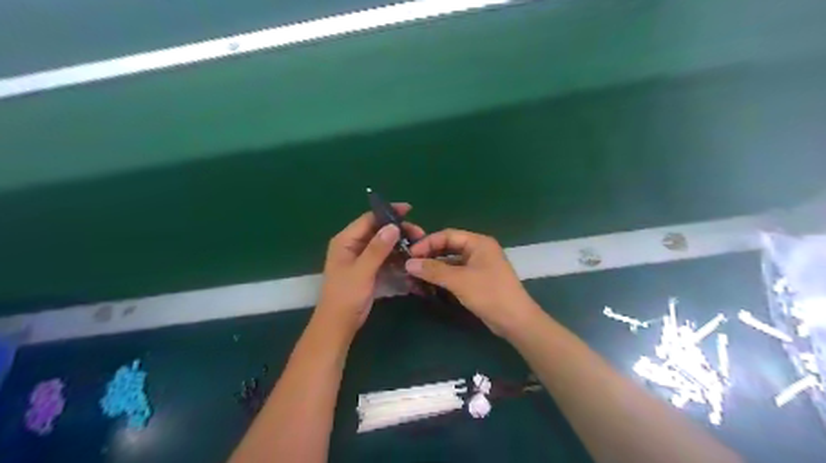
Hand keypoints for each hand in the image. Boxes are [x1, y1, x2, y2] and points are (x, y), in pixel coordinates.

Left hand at [313, 205, 422, 338]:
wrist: (339, 324)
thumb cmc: (346, 295)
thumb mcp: (362, 271)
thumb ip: (377, 249)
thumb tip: (393, 226)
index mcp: (346, 240)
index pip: (369, 219)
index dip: (388, 212)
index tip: (409, 210)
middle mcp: (354, 245)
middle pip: (378, 231)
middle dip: (398, 230)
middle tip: (419, 234)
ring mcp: (362, 258)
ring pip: (384, 245)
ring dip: (400, 244)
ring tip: (419, 246)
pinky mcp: (370, 270)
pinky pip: (385, 258)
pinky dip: (397, 257)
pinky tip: (411, 259)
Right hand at [405, 229, 542, 337]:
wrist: (515, 320)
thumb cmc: (489, 294)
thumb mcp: (459, 280)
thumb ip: (433, 270)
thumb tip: (408, 263)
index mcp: (478, 242)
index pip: (448, 235)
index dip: (427, 243)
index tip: (410, 254)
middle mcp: (479, 250)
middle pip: (449, 247)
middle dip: (430, 255)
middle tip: (410, 265)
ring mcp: (479, 266)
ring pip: (451, 262)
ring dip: (435, 268)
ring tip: (415, 276)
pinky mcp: (477, 280)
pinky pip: (456, 273)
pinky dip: (443, 278)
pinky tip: (429, 285)